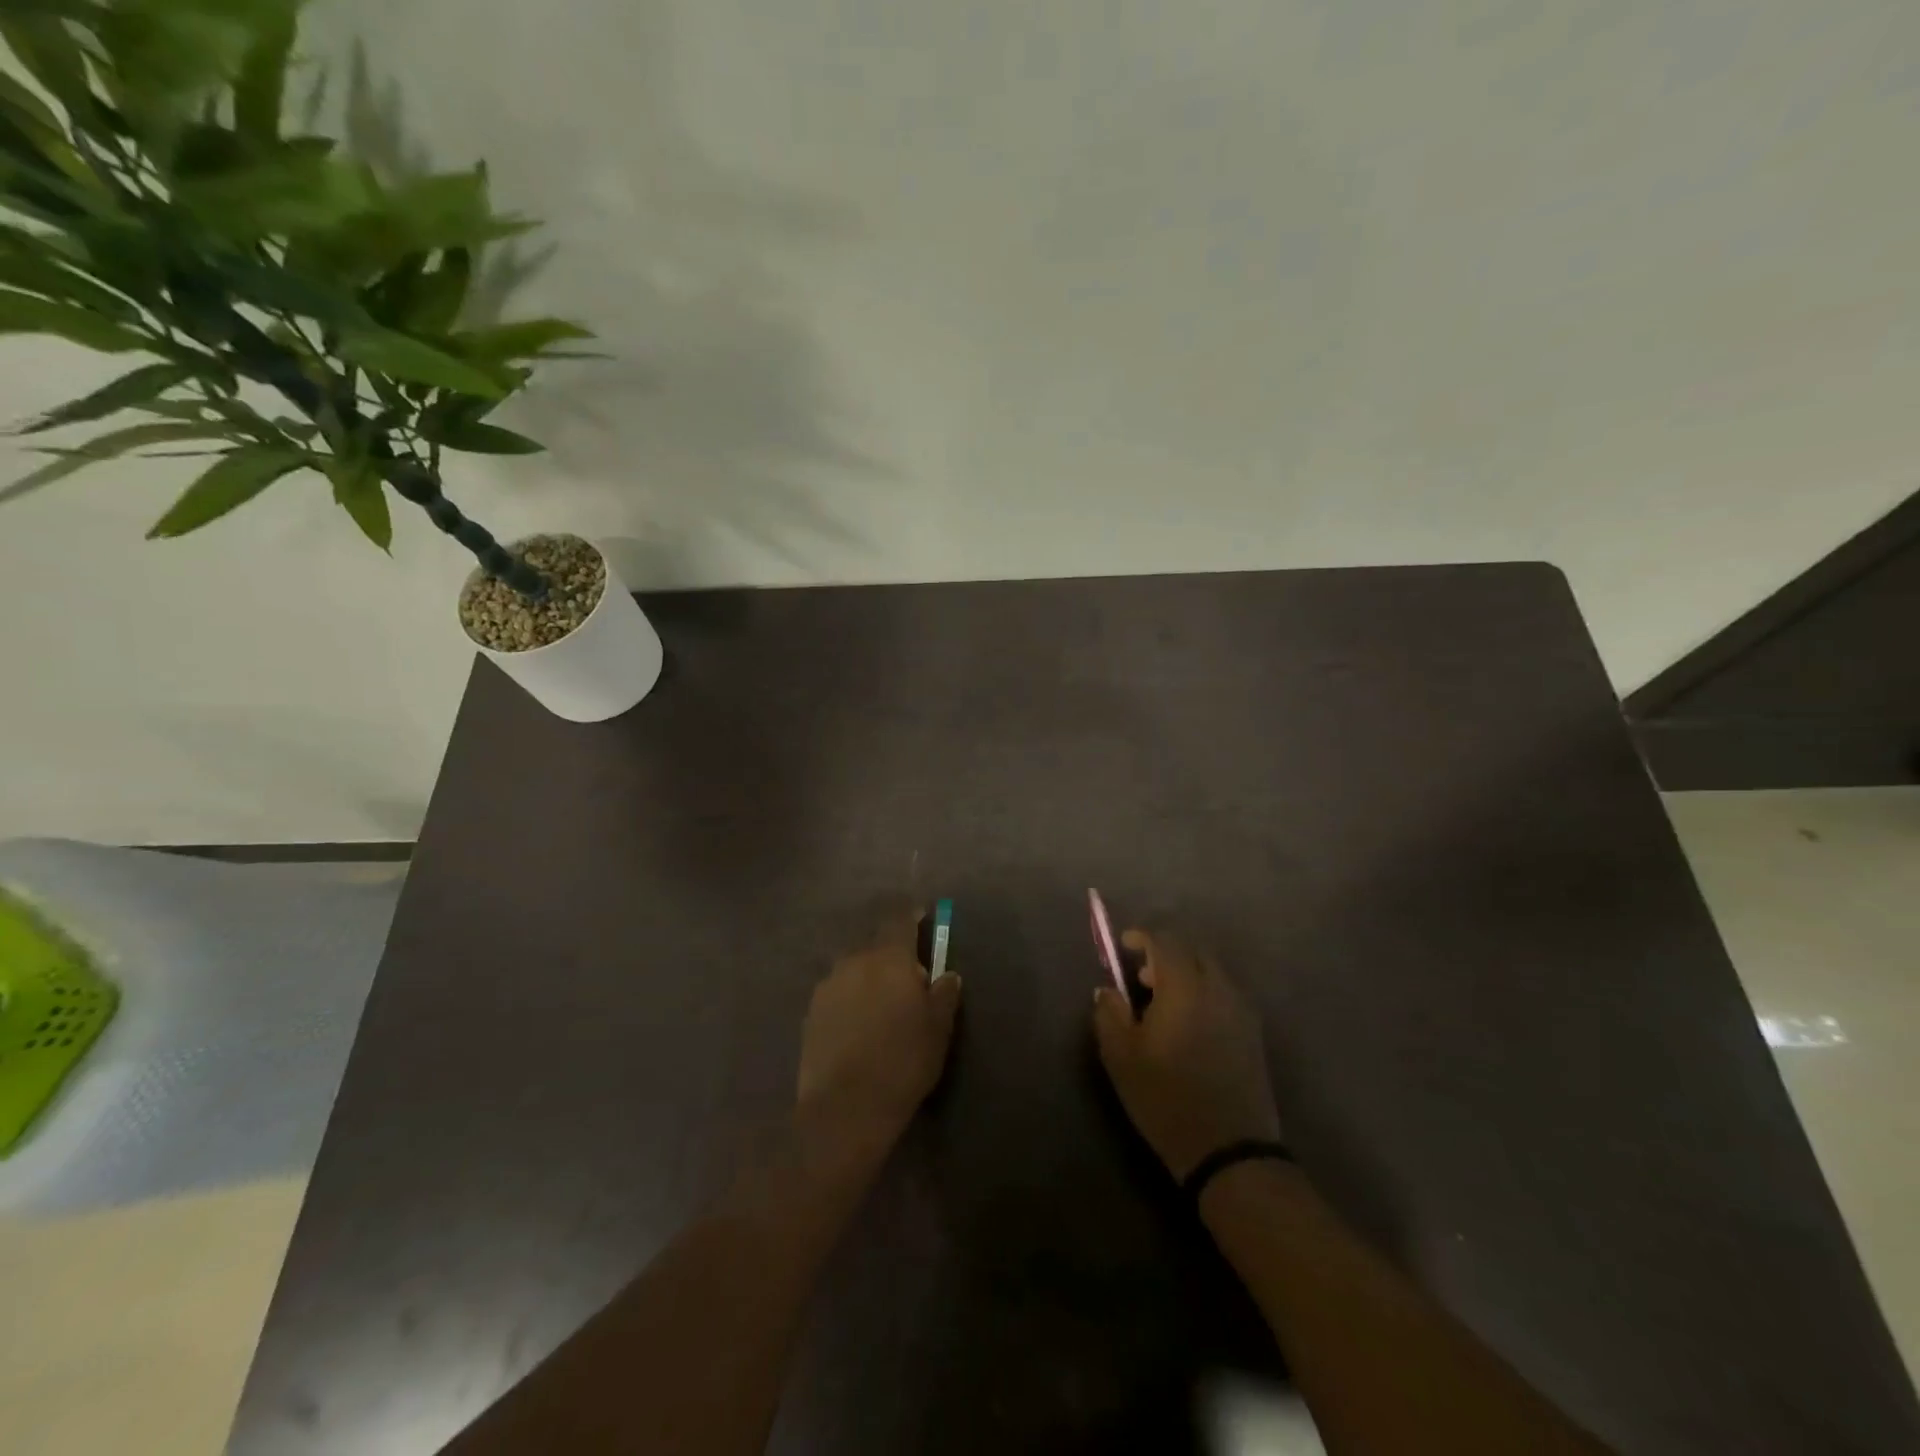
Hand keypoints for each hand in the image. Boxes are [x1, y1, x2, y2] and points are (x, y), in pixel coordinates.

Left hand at [797, 909, 962, 1148]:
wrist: (845, 1108)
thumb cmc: (902, 1062)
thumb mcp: (938, 1029)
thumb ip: (944, 994)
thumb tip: (948, 975)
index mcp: (889, 957)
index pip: (900, 920)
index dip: (912, 915)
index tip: (922, 917)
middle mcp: (854, 961)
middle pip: (876, 945)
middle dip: (893, 954)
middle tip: (909, 979)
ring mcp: (828, 986)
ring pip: (854, 969)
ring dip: (869, 978)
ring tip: (882, 1007)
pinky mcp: (811, 1012)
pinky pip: (838, 993)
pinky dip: (851, 1000)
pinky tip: (859, 1026)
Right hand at [1092, 929, 1281, 1180]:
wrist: (1229, 1149)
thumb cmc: (1166, 1098)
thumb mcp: (1121, 1057)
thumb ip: (1109, 1013)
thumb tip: (1108, 989)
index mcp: (1184, 986)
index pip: (1164, 940)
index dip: (1141, 937)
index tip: (1123, 947)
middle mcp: (1218, 987)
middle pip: (1193, 949)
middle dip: (1166, 952)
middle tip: (1142, 976)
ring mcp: (1241, 1009)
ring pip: (1212, 971)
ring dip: (1186, 973)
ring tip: (1163, 1002)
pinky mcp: (1253, 1032)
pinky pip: (1225, 993)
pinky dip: (1204, 992)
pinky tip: (1189, 1023)